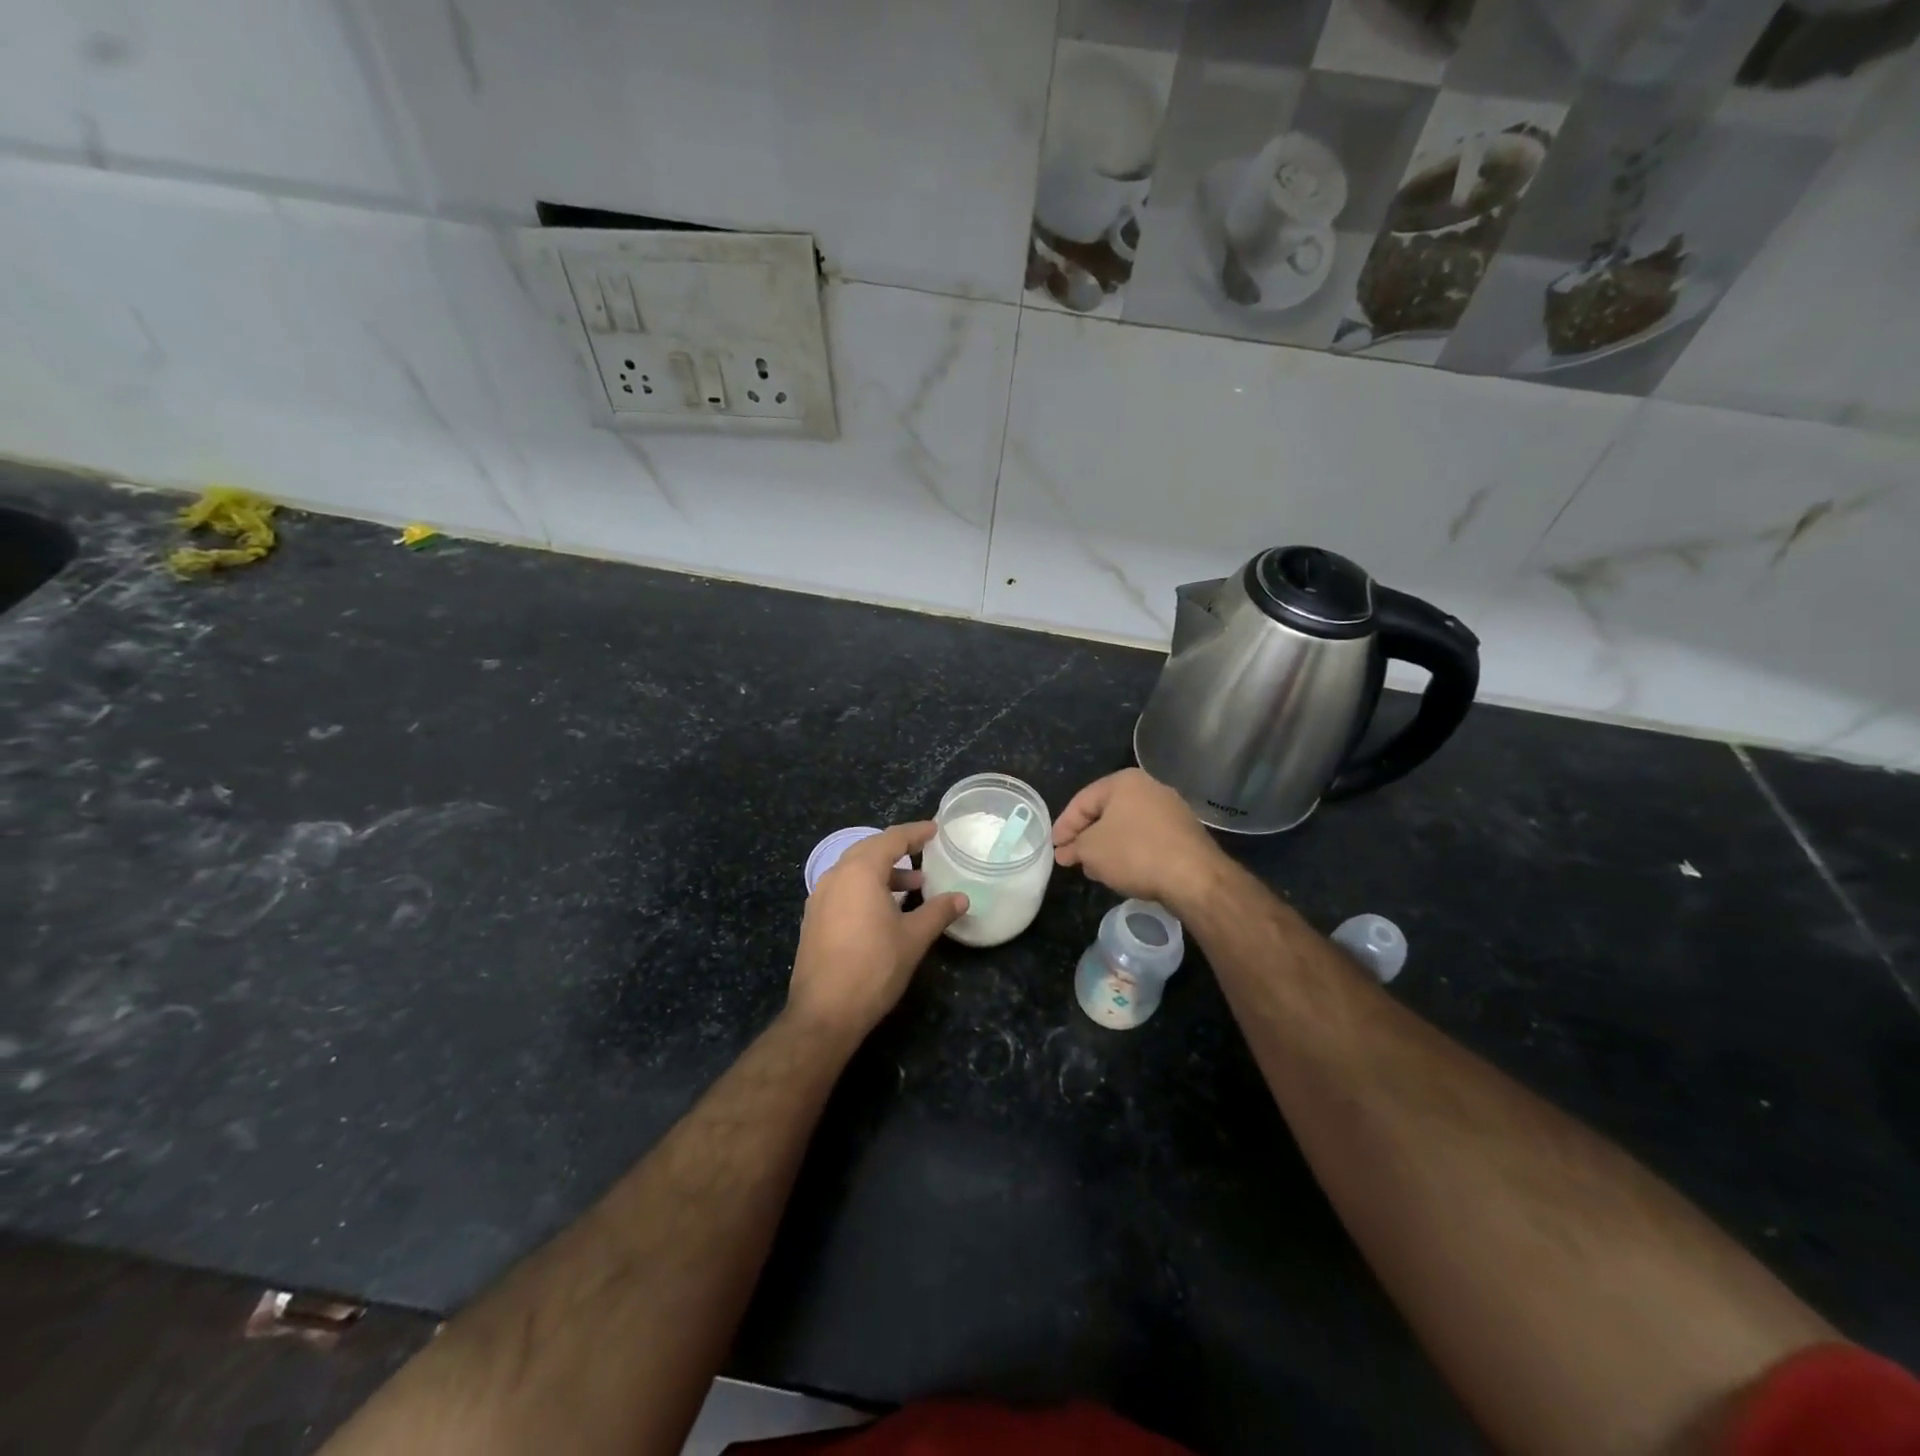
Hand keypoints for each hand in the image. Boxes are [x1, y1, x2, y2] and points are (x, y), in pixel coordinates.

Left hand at [788, 822, 967, 1039]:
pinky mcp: (813, 919)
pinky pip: (843, 889)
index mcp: (860, 872)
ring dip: (883, 872)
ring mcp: (819, 898)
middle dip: (897, 849)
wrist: (825, 1012)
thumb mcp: (913, 938)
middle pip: (869, 849)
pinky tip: (883, 909)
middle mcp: (835, 876)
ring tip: (912, 886)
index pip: (891, 839)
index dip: (915, 833)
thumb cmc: (874, 967)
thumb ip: (938, 912)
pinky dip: (866, 888)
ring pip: (854, 871)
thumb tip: (961, 898)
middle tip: (924, 852)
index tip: (935, 829)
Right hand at [1053, 768, 1225, 911]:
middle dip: (1086, 836)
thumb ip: (1073, 847)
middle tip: (1071, 858)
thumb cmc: (1134, 852)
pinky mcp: (1184, 833)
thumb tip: (1064, 852)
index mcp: (1124, 781)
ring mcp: (1171, 809)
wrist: (1194, 876)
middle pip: (1106, 812)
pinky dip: (1130, 852)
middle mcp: (1150, 787)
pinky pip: (1147, 838)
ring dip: (1107, 846)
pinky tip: (1123, 871)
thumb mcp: (1091, 850)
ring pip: (1127, 826)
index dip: (1064, 825)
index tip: (1054, 848)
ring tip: (1094, 869)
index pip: (1082, 801)